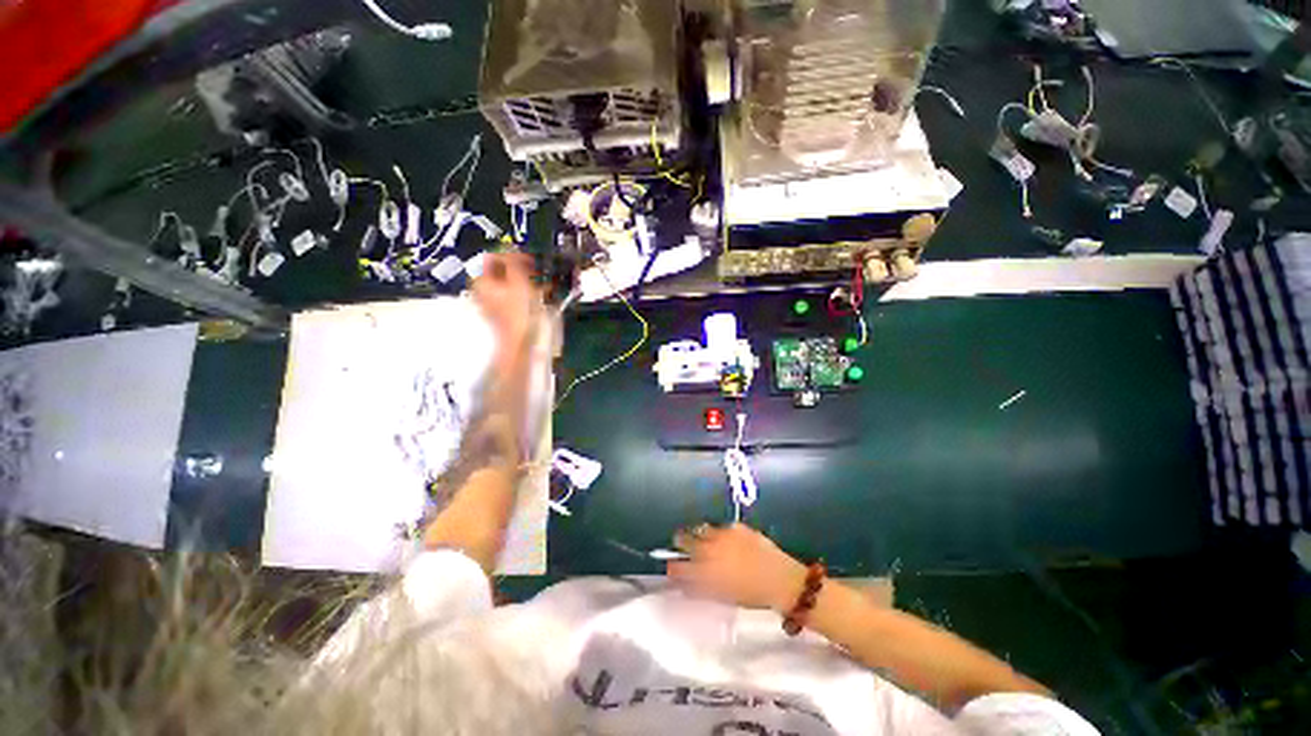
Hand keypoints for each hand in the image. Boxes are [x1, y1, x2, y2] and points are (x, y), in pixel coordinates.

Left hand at [471, 252, 541, 370]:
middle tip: (538, 271)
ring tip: (545, 283)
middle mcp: (482, 290)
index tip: (530, 258)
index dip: (512, 254)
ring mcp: (492, 304)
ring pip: (510, 284)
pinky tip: (542, 296)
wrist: (520, 343)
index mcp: (481, 280)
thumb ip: (513, 260)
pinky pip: (515, 297)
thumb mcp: (518, 280)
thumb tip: (511, 247)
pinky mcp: (504, 314)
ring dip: (527, 281)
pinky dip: (527, 293)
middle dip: (522, 269)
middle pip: (502, 271)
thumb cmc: (519, 311)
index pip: (493, 257)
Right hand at [667, 523, 807, 612]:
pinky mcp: (735, 526)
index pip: (678, 568)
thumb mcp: (723, 597)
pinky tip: (725, 539)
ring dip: (697, 533)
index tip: (671, 568)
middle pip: (684, 539)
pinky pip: (720, 527)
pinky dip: (719, 532)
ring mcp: (721, 535)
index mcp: (703, 572)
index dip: (672, 568)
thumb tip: (686, 586)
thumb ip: (701, 590)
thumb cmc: (751, 595)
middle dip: (680, 541)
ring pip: (700, 529)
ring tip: (700, 537)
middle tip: (680, 543)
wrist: (780, 579)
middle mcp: (709, 550)